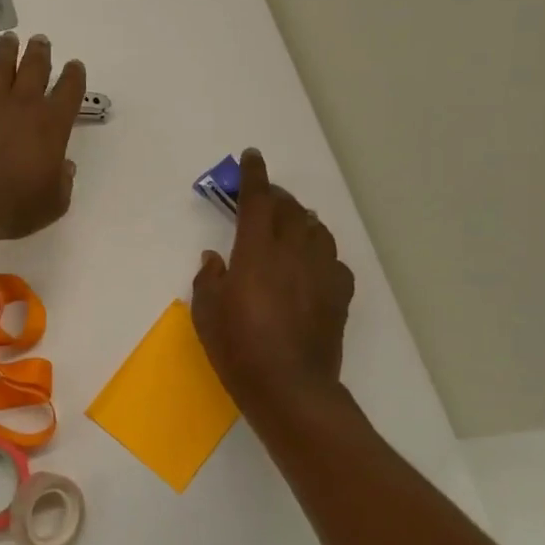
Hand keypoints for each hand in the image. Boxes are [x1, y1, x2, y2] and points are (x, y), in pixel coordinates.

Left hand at [0, 33, 85, 243]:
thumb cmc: (14, 206)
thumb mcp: (53, 203)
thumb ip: (62, 182)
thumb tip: (64, 167)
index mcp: (52, 124)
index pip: (70, 91)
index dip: (74, 76)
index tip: (74, 67)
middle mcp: (23, 104)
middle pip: (35, 68)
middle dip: (40, 53)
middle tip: (41, 41)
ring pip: (1, 65)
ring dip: (7, 50)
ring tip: (10, 39)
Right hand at [191, 149, 356, 419]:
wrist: (290, 388)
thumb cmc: (238, 349)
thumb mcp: (206, 313)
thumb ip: (208, 279)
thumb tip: (214, 259)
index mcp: (257, 252)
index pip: (259, 201)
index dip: (255, 176)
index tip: (252, 156)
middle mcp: (293, 253)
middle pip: (290, 210)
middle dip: (276, 196)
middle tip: (263, 196)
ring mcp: (321, 273)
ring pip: (316, 230)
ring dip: (300, 220)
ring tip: (289, 224)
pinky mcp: (339, 295)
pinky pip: (332, 260)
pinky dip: (319, 252)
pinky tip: (311, 263)